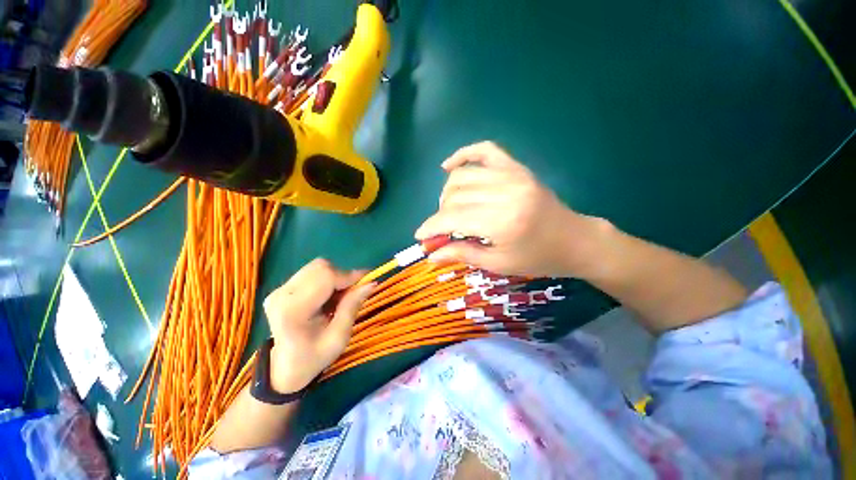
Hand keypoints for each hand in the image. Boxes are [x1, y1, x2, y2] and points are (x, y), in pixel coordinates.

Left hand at [262, 259, 373, 392]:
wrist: (285, 368)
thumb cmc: (314, 357)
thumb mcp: (339, 337)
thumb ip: (353, 306)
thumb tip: (371, 282)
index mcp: (293, 310)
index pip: (326, 276)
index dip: (350, 276)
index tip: (367, 282)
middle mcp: (282, 294)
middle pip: (321, 267)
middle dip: (342, 276)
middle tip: (352, 293)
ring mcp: (279, 290)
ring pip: (317, 267)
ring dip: (335, 277)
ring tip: (338, 298)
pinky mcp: (281, 288)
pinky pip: (312, 272)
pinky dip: (326, 280)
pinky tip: (327, 297)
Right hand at [415, 141, 608, 277]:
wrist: (574, 240)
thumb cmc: (538, 258)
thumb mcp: (498, 264)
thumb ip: (462, 254)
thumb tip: (430, 255)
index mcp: (501, 221)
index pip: (451, 218)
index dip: (431, 227)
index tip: (420, 236)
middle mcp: (504, 192)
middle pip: (454, 196)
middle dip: (439, 214)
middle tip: (440, 229)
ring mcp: (512, 174)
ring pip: (462, 176)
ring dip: (447, 192)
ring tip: (448, 208)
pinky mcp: (517, 167)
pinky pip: (485, 150)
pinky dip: (463, 154)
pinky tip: (449, 166)